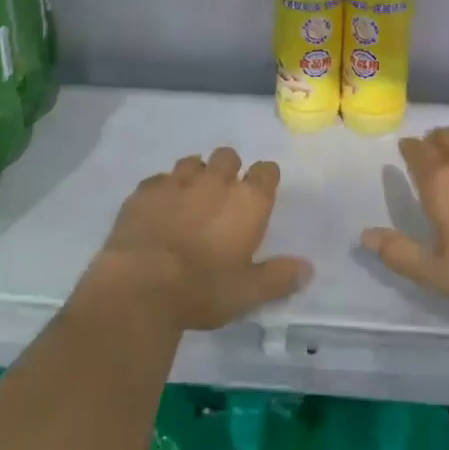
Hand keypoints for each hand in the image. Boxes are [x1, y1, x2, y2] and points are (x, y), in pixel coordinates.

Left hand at [86, 147, 311, 332]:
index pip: (266, 170)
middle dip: (228, 170)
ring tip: (190, 200)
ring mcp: (177, 181)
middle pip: (228, 156)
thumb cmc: (202, 290)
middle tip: (222, 198)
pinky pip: (159, 179)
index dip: (265, 178)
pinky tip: (158, 210)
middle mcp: (216, 181)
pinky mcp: (145, 190)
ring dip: (195, 175)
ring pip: (192, 162)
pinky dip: (163, 190)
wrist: (140, 285)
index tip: (260, 193)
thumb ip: (279, 278)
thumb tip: (308, 269)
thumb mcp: (247, 293)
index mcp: (247, 201)